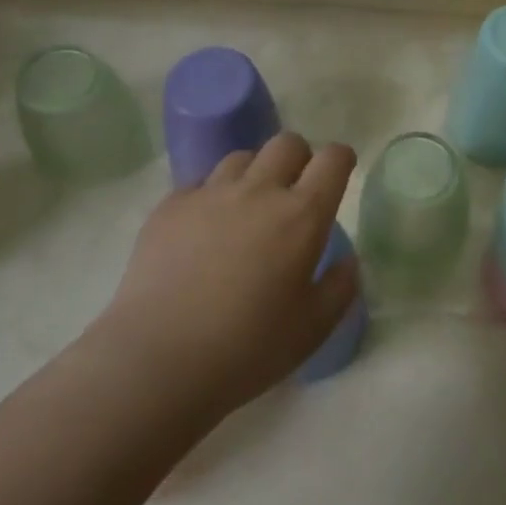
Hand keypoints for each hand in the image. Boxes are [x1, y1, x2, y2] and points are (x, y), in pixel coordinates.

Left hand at [92, 133, 360, 414]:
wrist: (158, 361)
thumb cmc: (247, 348)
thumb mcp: (313, 329)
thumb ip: (340, 287)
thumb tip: (347, 261)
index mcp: (302, 216)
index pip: (332, 159)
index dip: (341, 159)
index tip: (340, 171)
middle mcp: (259, 191)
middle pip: (287, 143)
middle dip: (299, 157)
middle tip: (294, 189)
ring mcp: (210, 194)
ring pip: (242, 157)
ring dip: (255, 173)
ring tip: (248, 205)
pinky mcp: (170, 206)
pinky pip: (199, 182)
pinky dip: (212, 195)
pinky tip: (205, 226)